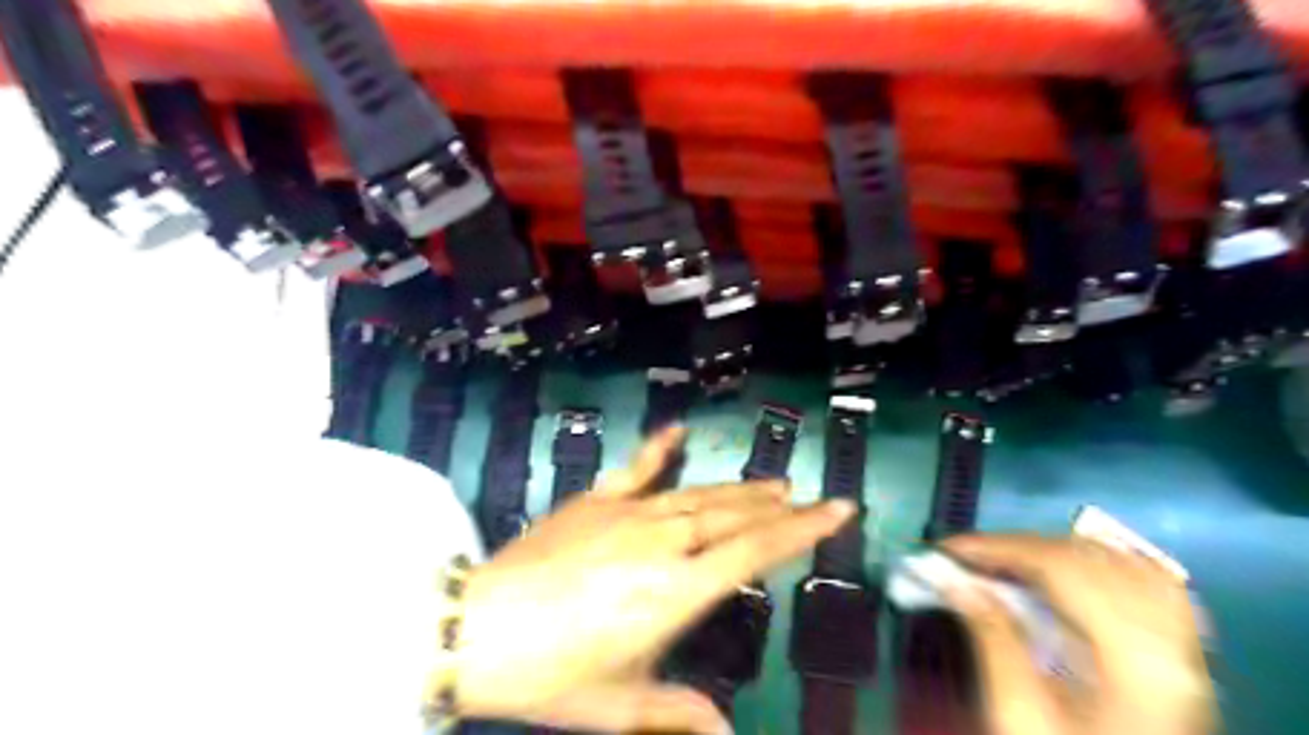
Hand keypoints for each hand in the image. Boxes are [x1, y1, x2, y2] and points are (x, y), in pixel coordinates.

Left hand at [458, 425, 853, 733]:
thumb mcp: (618, 704)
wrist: (477, 625)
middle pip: (733, 516)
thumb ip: (677, 713)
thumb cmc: (552, 673)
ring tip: (772, 482)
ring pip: (698, 494)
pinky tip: (679, 429)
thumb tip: (728, 734)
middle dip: (775, 506)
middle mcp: (662, 542)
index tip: (837, 508)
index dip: (801, 529)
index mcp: (675, 591)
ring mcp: (628, 513)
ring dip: (738, 488)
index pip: (755, 551)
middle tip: (805, 496)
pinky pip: (637, 468)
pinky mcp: (596, 499)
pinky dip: (660, 448)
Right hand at [941, 535, 1216, 734]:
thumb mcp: (1021, 716)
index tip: (946, 549)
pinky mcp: (1185, 657)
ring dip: (1055, 551)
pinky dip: (1099, 564)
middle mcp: (1173, 644)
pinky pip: (1149, 583)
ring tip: (1005, 564)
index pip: (1061, 569)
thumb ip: (993, 639)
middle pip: (1089, 560)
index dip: (999, 548)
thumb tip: (954, 581)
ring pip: (1121, 562)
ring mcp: (1187, 650)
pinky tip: (1066, 573)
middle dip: (1019, 547)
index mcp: (1136, 661)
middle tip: (964, 558)